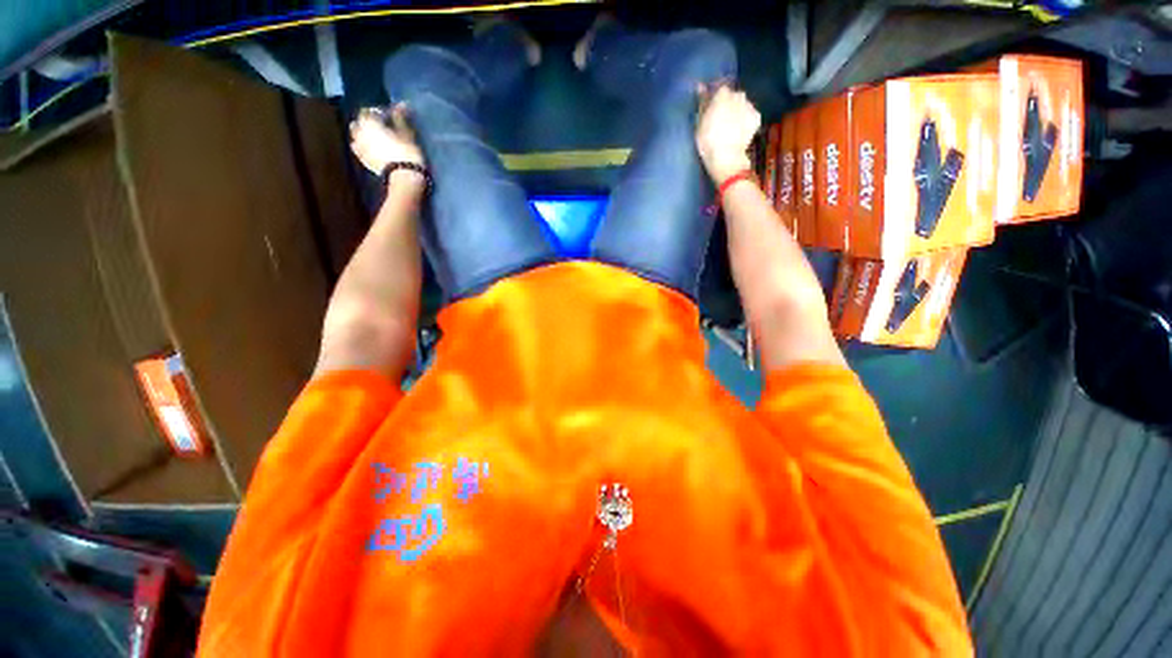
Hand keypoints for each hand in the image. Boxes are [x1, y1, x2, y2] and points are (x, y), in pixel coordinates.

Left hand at [349, 104, 425, 177]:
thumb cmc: (406, 152)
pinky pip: (362, 150)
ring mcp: (359, 148)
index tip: (392, 117)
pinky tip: (376, 150)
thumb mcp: (406, 133)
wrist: (403, 177)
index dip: (380, 112)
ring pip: (358, 136)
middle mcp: (358, 132)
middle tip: (383, 128)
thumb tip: (402, 104)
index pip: (370, 111)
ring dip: (366, 136)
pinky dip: (367, 147)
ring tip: (379, 139)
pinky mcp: (364, 161)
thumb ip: (401, 118)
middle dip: (369, 123)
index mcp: (367, 121)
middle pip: (360, 123)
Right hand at [695, 84, 760, 183]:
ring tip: (731, 128)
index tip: (712, 110)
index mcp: (722, 94)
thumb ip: (703, 104)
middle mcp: (738, 95)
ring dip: (738, 112)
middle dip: (729, 105)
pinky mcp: (757, 118)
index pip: (719, 91)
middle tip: (722, 120)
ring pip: (743, 106)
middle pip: (733, 97)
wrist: (726, 156)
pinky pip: (750, 116)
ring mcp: (750, 106)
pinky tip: (740, 133)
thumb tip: (700, 87)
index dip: (716, 100)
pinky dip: (746, 122)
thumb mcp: (699, 123)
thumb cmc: (708, 140)